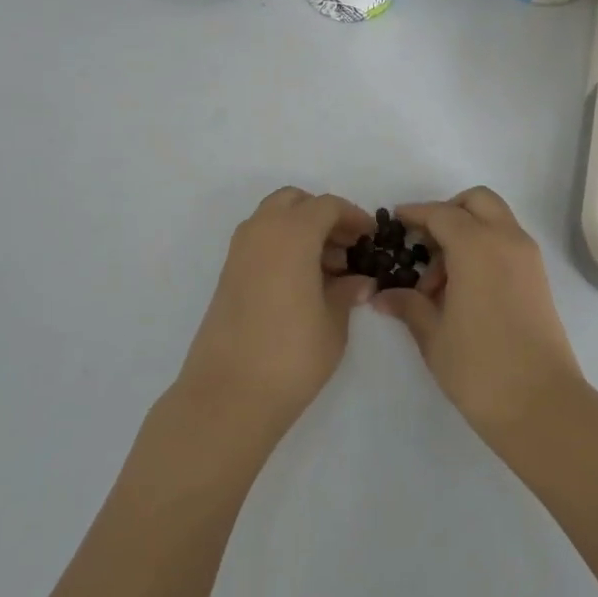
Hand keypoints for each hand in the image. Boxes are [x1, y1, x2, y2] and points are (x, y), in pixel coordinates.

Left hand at [175, 188, 375, 439]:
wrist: (228, 395)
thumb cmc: (291, 355)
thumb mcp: (333, 322)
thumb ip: (346, 291)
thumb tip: (359, 281)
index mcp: (291, 233)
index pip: (327, 206)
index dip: (353, 217)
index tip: (370, 237)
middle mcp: (261, 231)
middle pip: (294, 202)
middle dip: (322, 216)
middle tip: (346, 247)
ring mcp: (238, 252)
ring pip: (273, 218)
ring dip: (300, 229)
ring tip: (327, 269)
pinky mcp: (227, 274)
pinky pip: (259, 241)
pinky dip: (282, 246)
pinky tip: (301, 281)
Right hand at [374, 187, 583, 446]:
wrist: (542, 405)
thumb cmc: (480, 368)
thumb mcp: (433, 336)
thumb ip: (409, 305)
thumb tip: (383, 296)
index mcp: (477, 246)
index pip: (441, 214)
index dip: (415, 214)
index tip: (395, 221)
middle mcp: (507, 240)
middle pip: (477, 202)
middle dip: (448, 213)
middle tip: (424, 246)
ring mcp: (528, 258)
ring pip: (495, 220)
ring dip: (467, 232)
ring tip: (440, 282)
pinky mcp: (538, 278)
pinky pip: (507, 243)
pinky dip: (484, 248)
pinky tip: (463, 289)